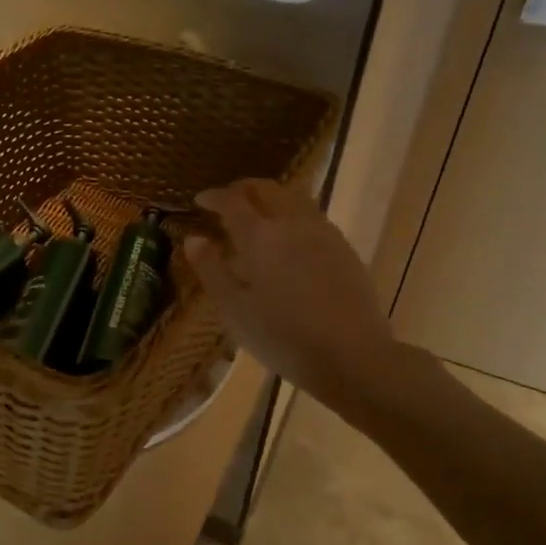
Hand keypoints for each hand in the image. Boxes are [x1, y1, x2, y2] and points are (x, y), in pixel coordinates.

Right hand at [185, 179, 428, 416]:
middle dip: (242, 189)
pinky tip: (288, 238)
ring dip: (269, 198)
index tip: (200, 200)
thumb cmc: (281, 335)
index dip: (214, 197)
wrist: (352, 355)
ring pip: (293, 198)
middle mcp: (292, 223)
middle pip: (266, 189)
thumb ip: (211, 269)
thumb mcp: (233, 308)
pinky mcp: (344, 248)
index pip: (232, 201)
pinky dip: (291, 214)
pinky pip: (312, 216)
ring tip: (256, 216)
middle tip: (226, 201)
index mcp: (259, 235)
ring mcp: (323, 233)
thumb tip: (193, 239)